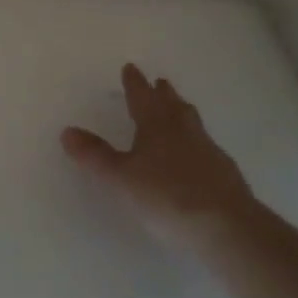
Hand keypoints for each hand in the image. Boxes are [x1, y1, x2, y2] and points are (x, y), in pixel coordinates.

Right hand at [62, 63, 254, 239]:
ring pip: (192, 123)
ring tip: (178, 110)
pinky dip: (195, 142)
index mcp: (157, 126)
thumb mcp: (121, 178)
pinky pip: (206, 147)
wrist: (229, 229)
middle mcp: (184, 132)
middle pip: (172, 105)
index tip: (131, 68)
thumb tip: (68, 131)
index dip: (135, 83)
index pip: (142, 97)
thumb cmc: (167, 196)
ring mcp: (209, 152)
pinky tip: (195, 155)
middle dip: (163, 94)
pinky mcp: (225, 175)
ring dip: (182, 113)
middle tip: (159, 83)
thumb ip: (95, 156)